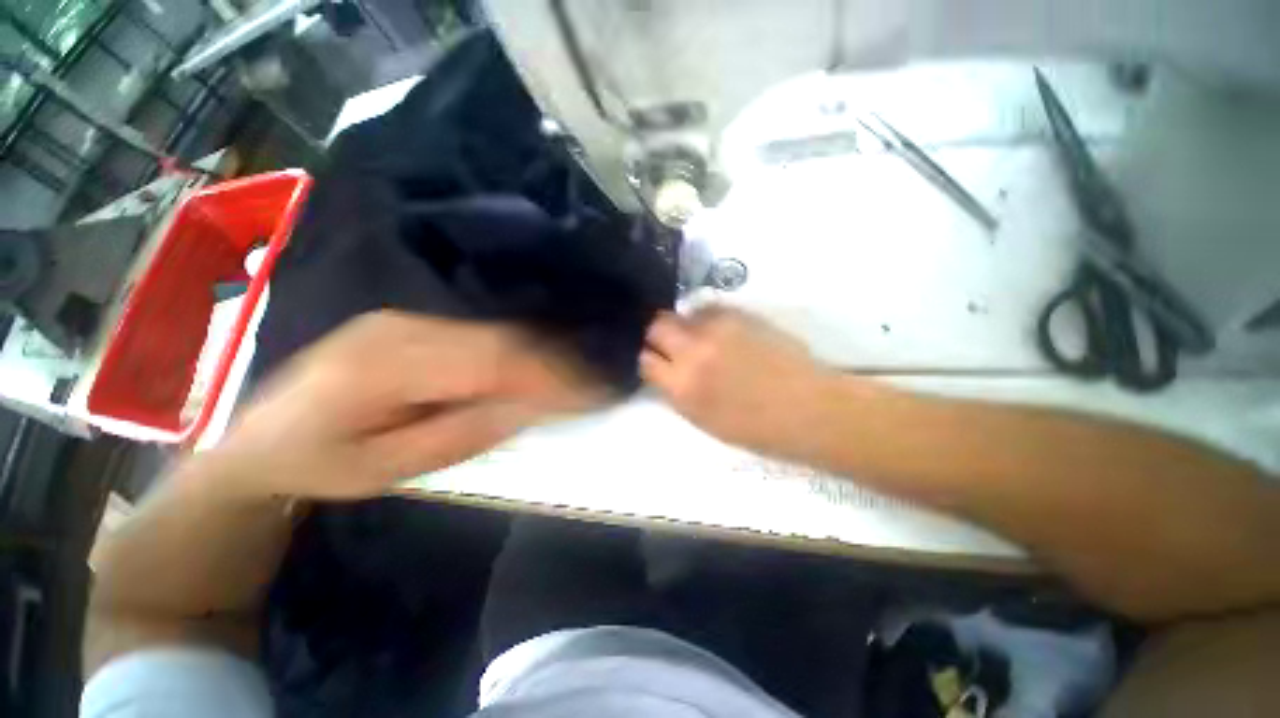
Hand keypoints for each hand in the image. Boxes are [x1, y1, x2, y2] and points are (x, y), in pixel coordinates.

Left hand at [203, 311, 604, 500]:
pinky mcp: (413, 324)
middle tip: (596, 382)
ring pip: (498, 332)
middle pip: (503, 340)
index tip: (591, 390)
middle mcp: (402, 329)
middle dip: (558, 361)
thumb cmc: (318, 465)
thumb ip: (464, 431)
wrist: (256, 437)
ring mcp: (407, 320)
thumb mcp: (390, 468)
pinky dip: (521, 350)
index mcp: (385, 368)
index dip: (550, 374)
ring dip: (545, 354)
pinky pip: (483, 334)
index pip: (493, 361)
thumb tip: (531, 405)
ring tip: (579, 376)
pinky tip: (543, 364)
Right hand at [640, 306, 839, 457]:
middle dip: (657, 335)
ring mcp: (718, 329)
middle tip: (669, 344)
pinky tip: (721, 333)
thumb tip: (665, 371)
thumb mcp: (704, 421)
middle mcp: (694, 352)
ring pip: (683, 314)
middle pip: (656, 326)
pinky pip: (710, 309)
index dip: (648, 359)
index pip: (646, 360)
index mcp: (683, 388)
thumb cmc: (757, 429)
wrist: (809, 409)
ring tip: (698, 338)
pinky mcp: (741, 315)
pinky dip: (707, 319)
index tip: (655, 361)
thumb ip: (677, 393)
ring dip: (683, 326)